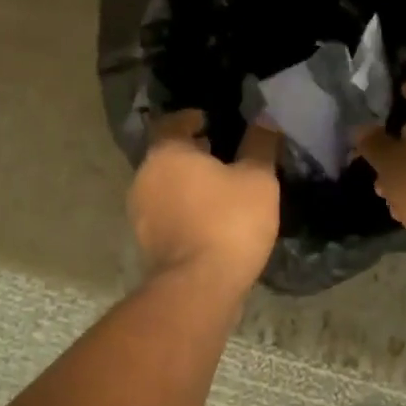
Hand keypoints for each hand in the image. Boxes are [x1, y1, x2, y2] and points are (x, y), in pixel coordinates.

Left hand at [130, 111, 280, 290]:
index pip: (173, 122)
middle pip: (167, 154)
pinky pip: (166, 211)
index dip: (193, 118)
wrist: (199, 287)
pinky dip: (184, 207)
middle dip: (192, 152)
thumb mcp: (257, 178)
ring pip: (165, 184)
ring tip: (219, 187)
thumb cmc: (229, 221)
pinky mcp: (146, 241)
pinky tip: (209, 216)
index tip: (212, 121)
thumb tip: (264, 118)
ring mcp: (140, 211)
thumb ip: (259, 144)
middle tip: (222, 153)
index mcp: (166, 152)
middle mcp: (144, 176)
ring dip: (187, 181)